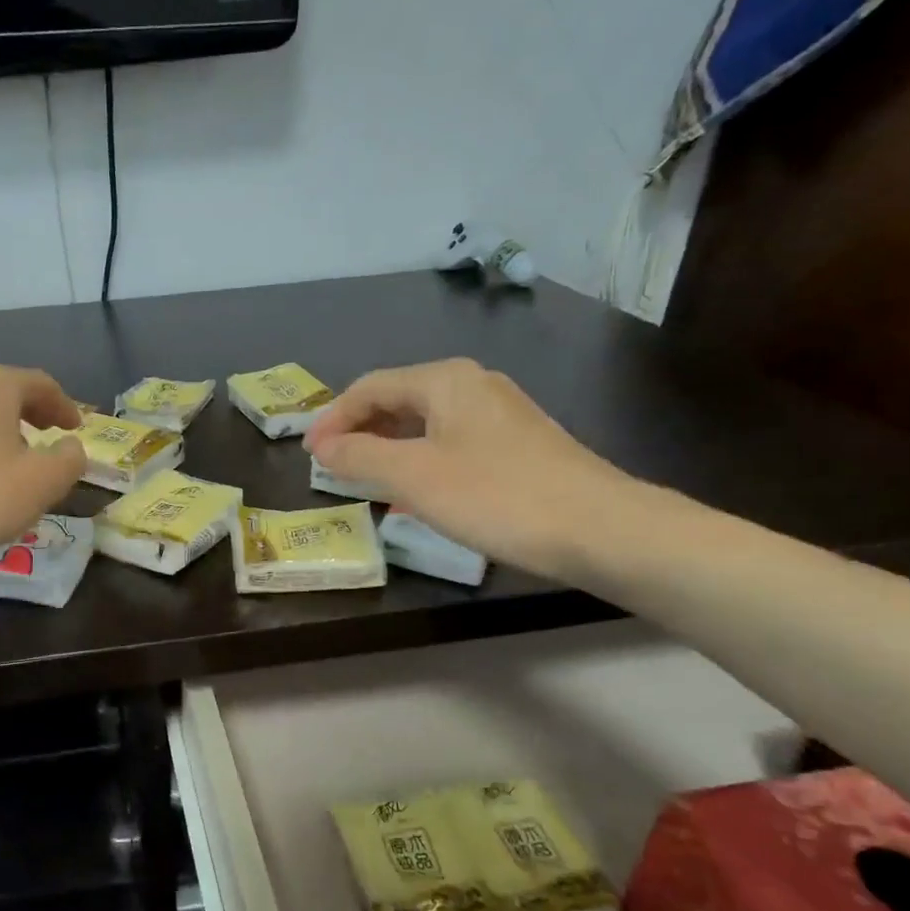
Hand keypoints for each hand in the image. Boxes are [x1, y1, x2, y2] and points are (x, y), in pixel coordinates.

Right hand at [304, 359, 636, 579]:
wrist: (601, 529)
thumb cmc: (496, 496)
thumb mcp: (413, 478)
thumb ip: (360, 457)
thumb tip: (323, 447)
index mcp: (445, 380)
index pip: (370, 387)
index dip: (332, 418)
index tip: (308, 455)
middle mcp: (472, 385)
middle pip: (398, 400)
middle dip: (359, 431)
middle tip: (332, 467)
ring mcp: (500, 414)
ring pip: (424, 423)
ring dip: (388, 448)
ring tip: (365, 481)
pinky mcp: (518, 444)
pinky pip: (450, 442)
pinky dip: (420, 460)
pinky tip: (416, 491)